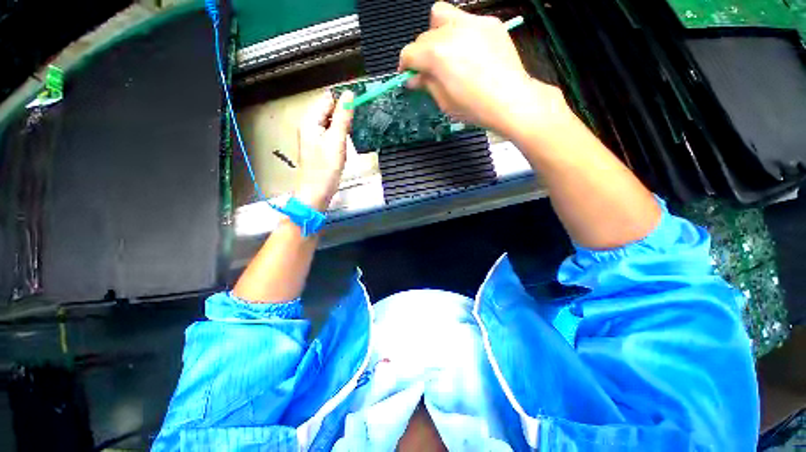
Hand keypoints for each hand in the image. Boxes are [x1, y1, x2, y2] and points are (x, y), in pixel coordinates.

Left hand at [295, 90, 354, 211]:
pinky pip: (330, 135)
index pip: (328, 99)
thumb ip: (342, 117)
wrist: (317, 191)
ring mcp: (312, 136)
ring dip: (341, 130)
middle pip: (329, 111)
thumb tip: (349, 94)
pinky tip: (341, 149)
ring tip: (344, 144)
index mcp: (310, 120)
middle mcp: (308, 125)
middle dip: (342, 119)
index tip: (353, 117)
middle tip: (347, 135)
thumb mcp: (337, 140)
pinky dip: (338, 139)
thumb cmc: (326, 168)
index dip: (342, 104)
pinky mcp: (317, 147)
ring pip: (331, 124)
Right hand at [399, 2, 567, 136]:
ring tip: (446, 52)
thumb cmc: (474, 108)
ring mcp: (472, 23)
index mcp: (436, 54)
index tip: (408, 75)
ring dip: (436, 32)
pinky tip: (469, 51)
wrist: (510, 100)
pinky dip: (460, 33)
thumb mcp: (444, 102)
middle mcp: (450, 31)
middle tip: (430, 69)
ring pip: (441, 14)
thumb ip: (426, 84)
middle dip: (422, 53)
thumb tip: (414, 79)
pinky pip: (466, 19)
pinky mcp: (489, 23)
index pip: (409, 52)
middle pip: (423, 36)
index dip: (405, 66)